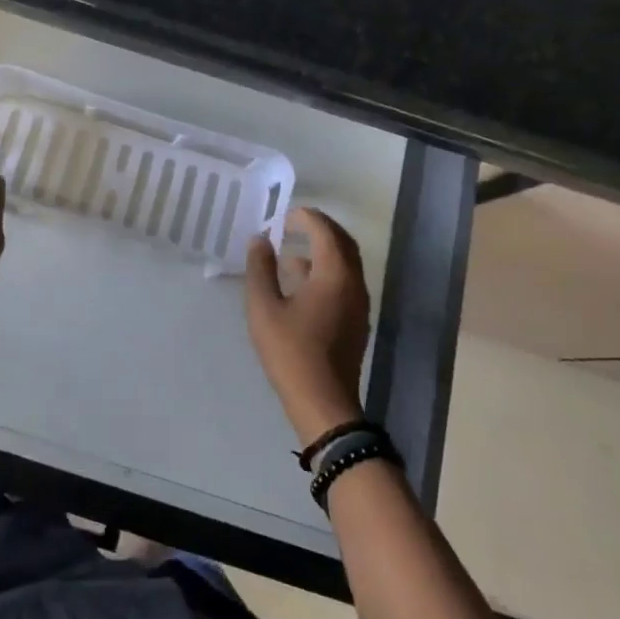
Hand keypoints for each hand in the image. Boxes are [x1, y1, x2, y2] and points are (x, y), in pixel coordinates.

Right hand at [245, 207, 370, 444]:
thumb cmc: (291, 351)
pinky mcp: (356, 320)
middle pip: (342, 243)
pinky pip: (345, 281)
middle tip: (292, 225)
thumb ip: (261, 268)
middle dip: (319, 229)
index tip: (284, 216)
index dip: (305, 218)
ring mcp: (358, 303)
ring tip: (290, 254)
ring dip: (322, 250)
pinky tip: (300, 284)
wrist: (324, 403)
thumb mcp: (264, 307)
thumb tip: (260, 239)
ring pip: (346, 263)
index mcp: (335, 274)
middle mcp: (354, 283)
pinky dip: (326, 270)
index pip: (325, 231)